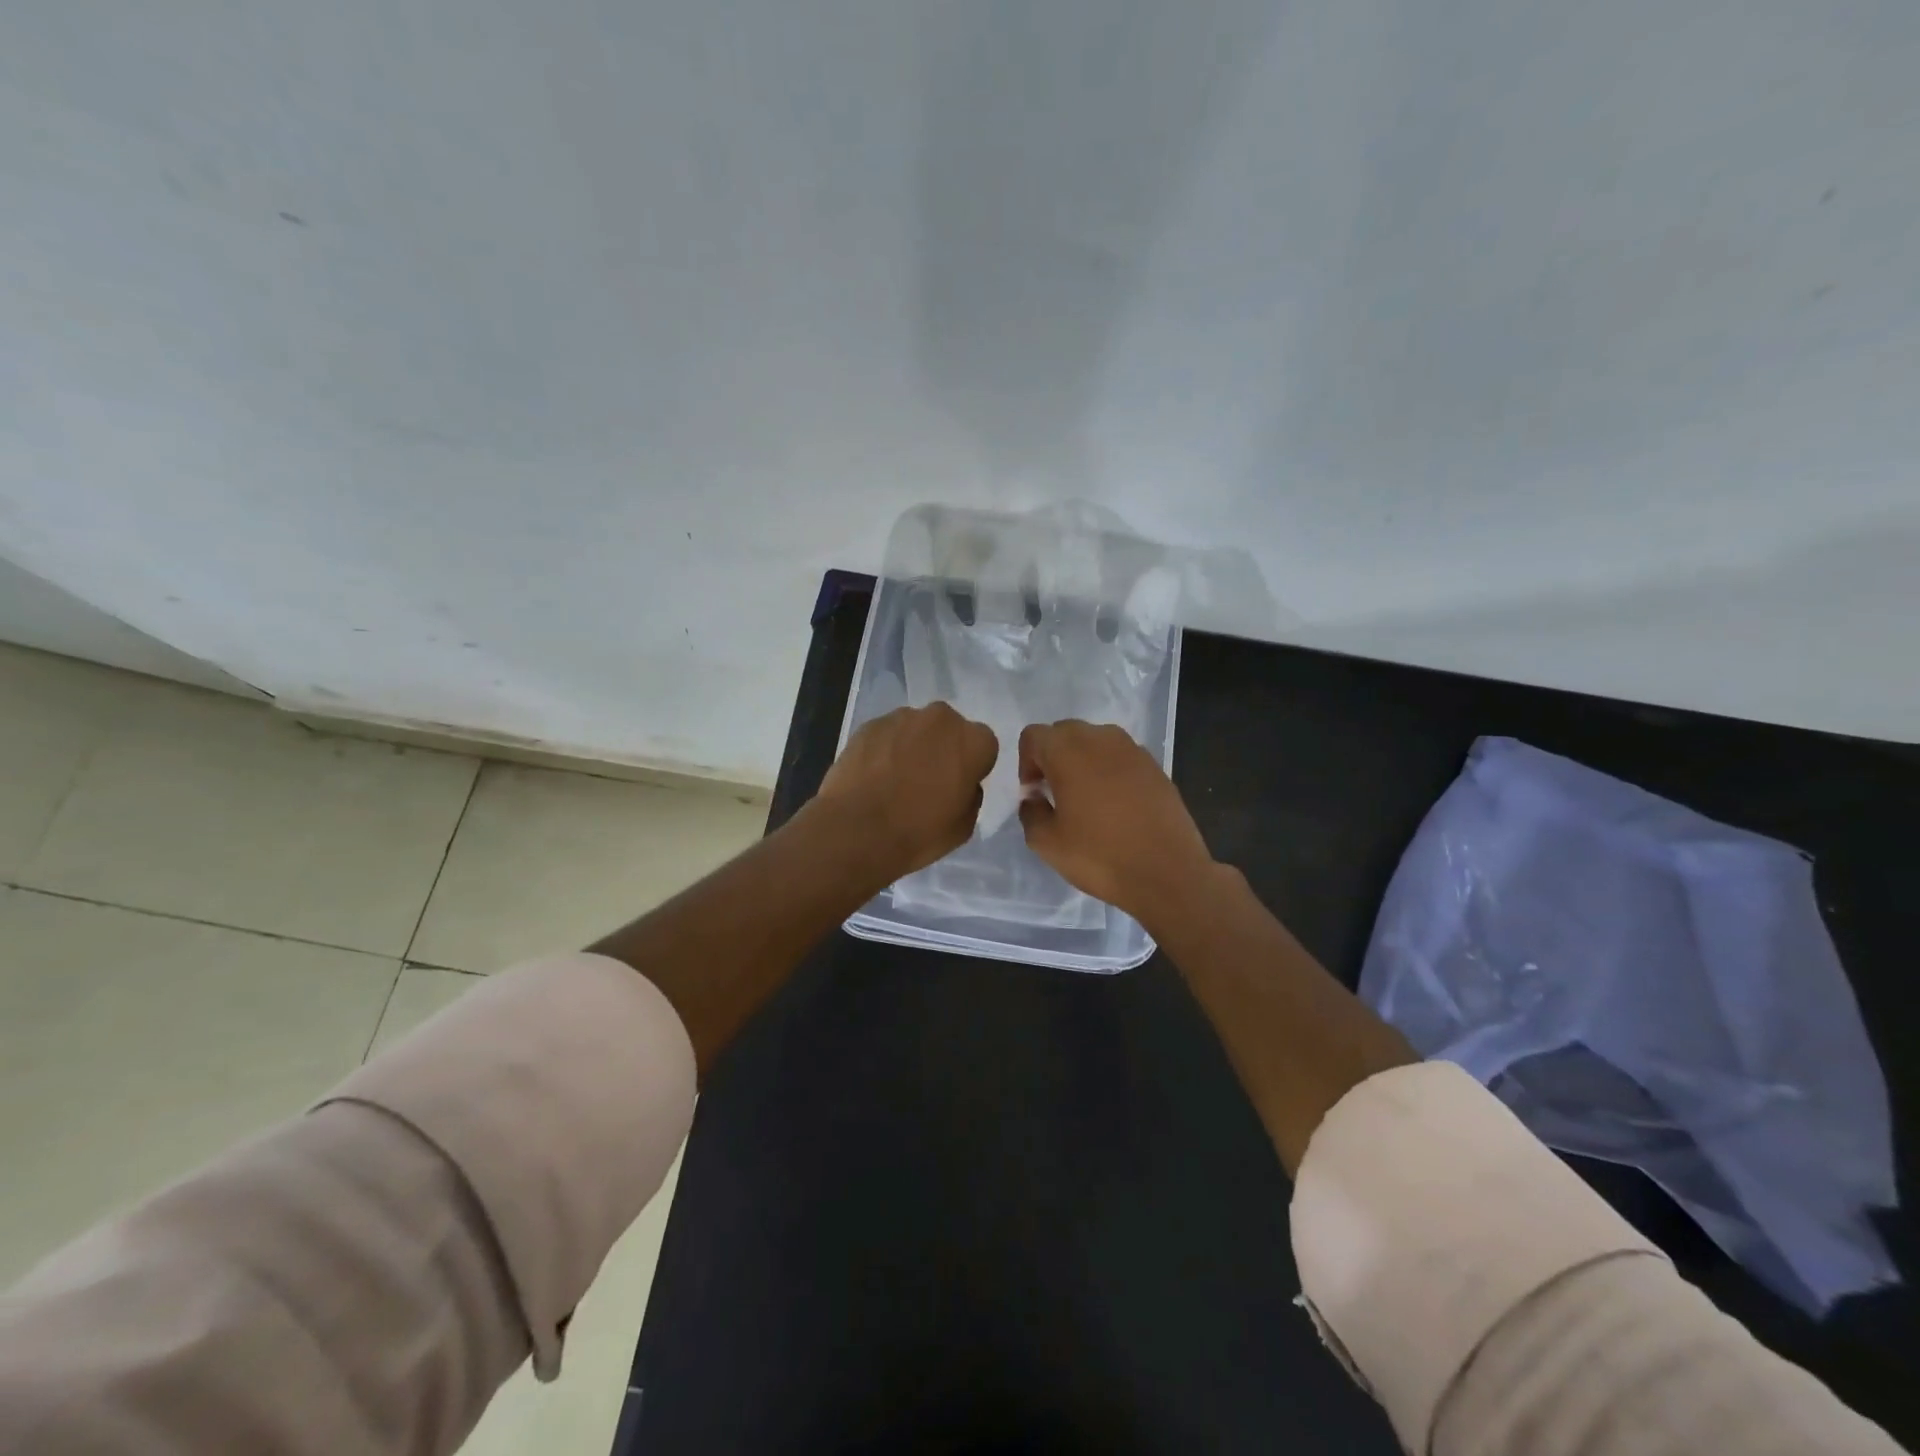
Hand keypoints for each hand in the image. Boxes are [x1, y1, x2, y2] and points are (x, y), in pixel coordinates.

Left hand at [811, 703, 998, 881]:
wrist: (856, 831)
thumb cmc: (918, 833)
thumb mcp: (963, 826)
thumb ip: (970, 795)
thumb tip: (961, 783)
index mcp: (973, 741)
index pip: (984, 746)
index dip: (972, 766)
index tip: (958, 786)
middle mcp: (941, 719)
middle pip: (950, 730)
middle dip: (943, 749)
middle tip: (927, 781)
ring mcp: (902, 717)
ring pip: (916, 729)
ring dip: (912, 746)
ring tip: (895, 780)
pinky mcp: (870, 724)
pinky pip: (887, 734)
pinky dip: (885, 749)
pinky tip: (873, 776)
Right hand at [1017, 720, 1216, 923]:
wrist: (1168, 874)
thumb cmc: (1100, 856)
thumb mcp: (1046, 843)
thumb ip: (1030, 812)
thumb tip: (1036, 797)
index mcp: (1068, 751)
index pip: (1034, 736)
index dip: (1026, 762)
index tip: (1034, 792)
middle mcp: (1100, 739)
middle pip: (1065, 733)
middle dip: (1053, 756)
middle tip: (1054, 793)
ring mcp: (1133, 750)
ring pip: (1095, 741)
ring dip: (1082, 761)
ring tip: (1085, 798)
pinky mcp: (1156, 766)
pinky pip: (1120, 757)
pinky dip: (1109, 771)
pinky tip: (1115, 805)